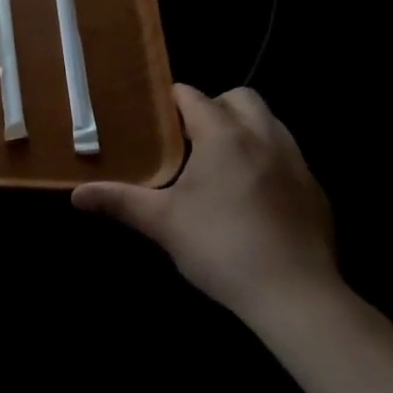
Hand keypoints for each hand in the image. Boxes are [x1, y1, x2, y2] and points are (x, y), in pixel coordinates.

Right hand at [73, 85, 337, 321]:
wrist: (296, 296)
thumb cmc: (221, 247)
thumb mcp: (162, 223)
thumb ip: (119, 201)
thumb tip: (76, 194)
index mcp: (223, 135)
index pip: (193, 96)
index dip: (171, 101)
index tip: (154, 116)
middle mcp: (263, 136)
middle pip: (240, 97)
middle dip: (215, 106)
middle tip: (190, 138)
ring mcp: (296, 162)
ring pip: (270, 122)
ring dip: (245, 129)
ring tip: (220, 163)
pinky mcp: (316, 190)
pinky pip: (288, 156)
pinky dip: (268, 159)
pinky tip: (253, 195)